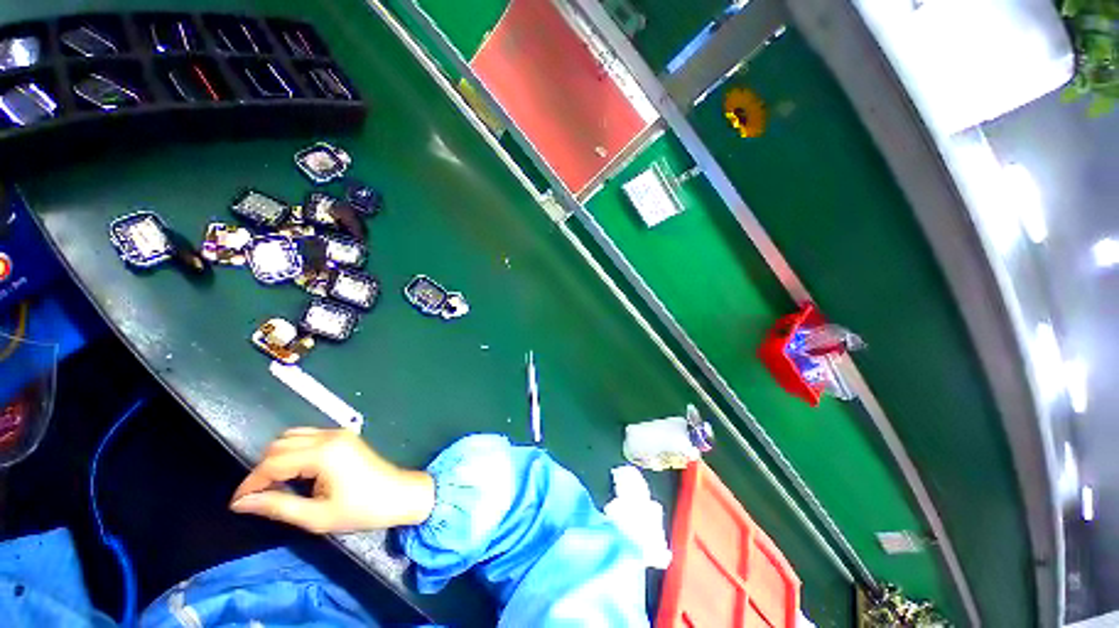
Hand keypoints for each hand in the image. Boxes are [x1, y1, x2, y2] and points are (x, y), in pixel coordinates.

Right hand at [230, 427, 435, 533]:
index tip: (236, 503)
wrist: (400, 495)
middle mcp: (330, 436)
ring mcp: (340, 434)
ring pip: (293, 437)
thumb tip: (243, 502)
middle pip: (281, 444)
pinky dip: (294, 451)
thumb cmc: (362, 510)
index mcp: (324, 453)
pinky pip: (309, 437)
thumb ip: (277, 506)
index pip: (273, 462)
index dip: (250, 482)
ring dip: (277, 458)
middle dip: (262, 469)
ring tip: (272, 486)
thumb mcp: (316, 516)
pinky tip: (294, 473)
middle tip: (255, 497)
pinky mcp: (345, 437)